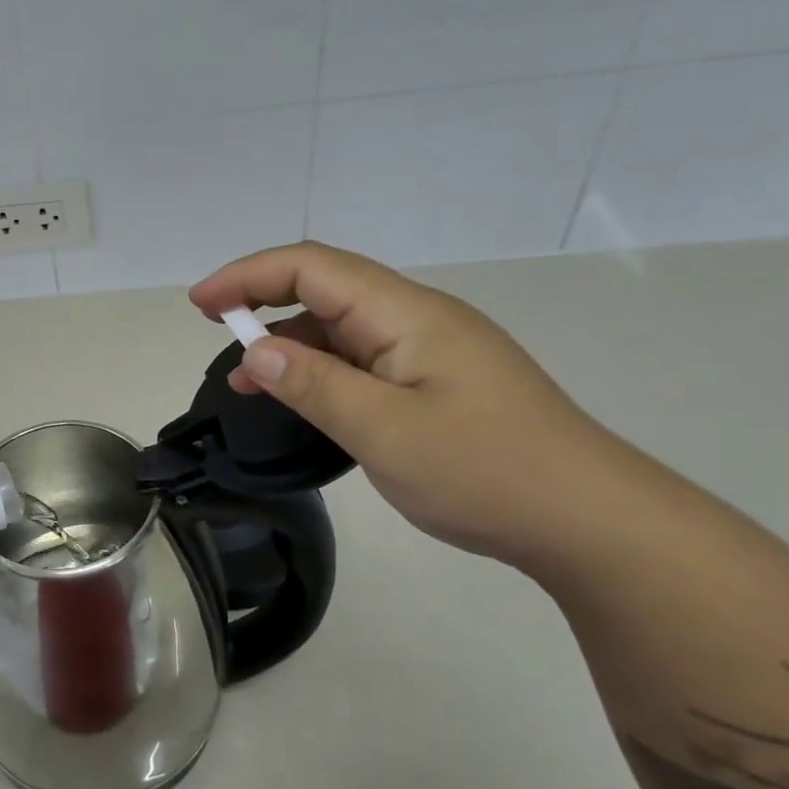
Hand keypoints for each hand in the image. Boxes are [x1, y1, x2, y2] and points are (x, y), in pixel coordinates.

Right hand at [191, 242, 639, 567]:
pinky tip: (303, 399)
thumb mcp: (385, 431)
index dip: (248, 276)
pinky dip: (321, 370)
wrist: (587, 519)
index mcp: (407, 314)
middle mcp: (418, 319)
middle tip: (213, 329)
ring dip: (290, 342)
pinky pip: (364, 360)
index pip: (313, 268)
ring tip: (246, 382)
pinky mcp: (437, 382)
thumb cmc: (485, 471)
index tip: (201, 305)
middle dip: (262, 299)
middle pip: (327, 288)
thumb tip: (254, 351)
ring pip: (343, 327)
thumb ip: (314, 385)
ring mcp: (431, 351)